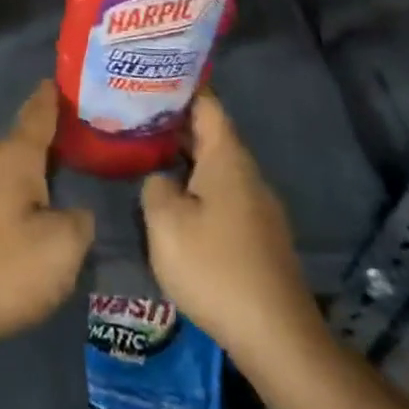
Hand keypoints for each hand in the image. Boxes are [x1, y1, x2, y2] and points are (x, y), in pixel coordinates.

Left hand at [0, 81, 95, 357]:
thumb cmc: (8, 266)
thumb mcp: (63, 244)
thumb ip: (80, 220)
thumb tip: (77, 212)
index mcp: (16, 157)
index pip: (38, 113)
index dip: (53, 96)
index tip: (67, 76)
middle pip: (29, 136)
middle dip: (56, 126)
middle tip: (92, 118)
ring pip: (21, 163)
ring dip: (46, 157)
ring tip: (78, 153)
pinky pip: (15, 186)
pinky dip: (36, 182)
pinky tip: (52, 195)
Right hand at [140, 89, 324, 374]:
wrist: (276, 336)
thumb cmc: (216, 268)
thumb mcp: (166, 223)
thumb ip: (155, 186)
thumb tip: (162, 178)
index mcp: (227, 159)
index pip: (206, 103)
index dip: (180, 85)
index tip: (150, 73)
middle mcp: (246, 173)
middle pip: (210, 132)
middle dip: (174, 120)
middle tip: (133, 110)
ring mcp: (256, 204)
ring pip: (215, 163)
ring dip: (183, 153)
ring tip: (145, 148)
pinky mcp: (257, 232)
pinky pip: (221, 190)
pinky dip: (195, 181)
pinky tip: (173, 195)